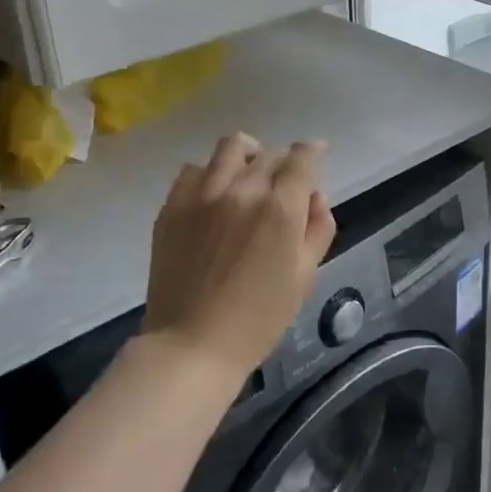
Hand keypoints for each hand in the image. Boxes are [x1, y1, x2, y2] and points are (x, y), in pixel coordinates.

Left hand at [143, 133, 335, 381]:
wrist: (192, 344)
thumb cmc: (259, 318)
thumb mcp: (304, 276)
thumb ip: (318, 228)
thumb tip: (315, 196)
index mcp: (280, 208)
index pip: (301, 158)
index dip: (312, 152)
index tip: (315, 155)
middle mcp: (243, 189)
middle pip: (269, 154)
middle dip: (283, 163)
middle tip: (283, 186)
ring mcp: (203, 194)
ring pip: (231, 147)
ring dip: (248, 155)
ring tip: (247, 176)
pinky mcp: (173, 205)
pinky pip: (194, 168)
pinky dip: (210, 172)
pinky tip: (214, 194)